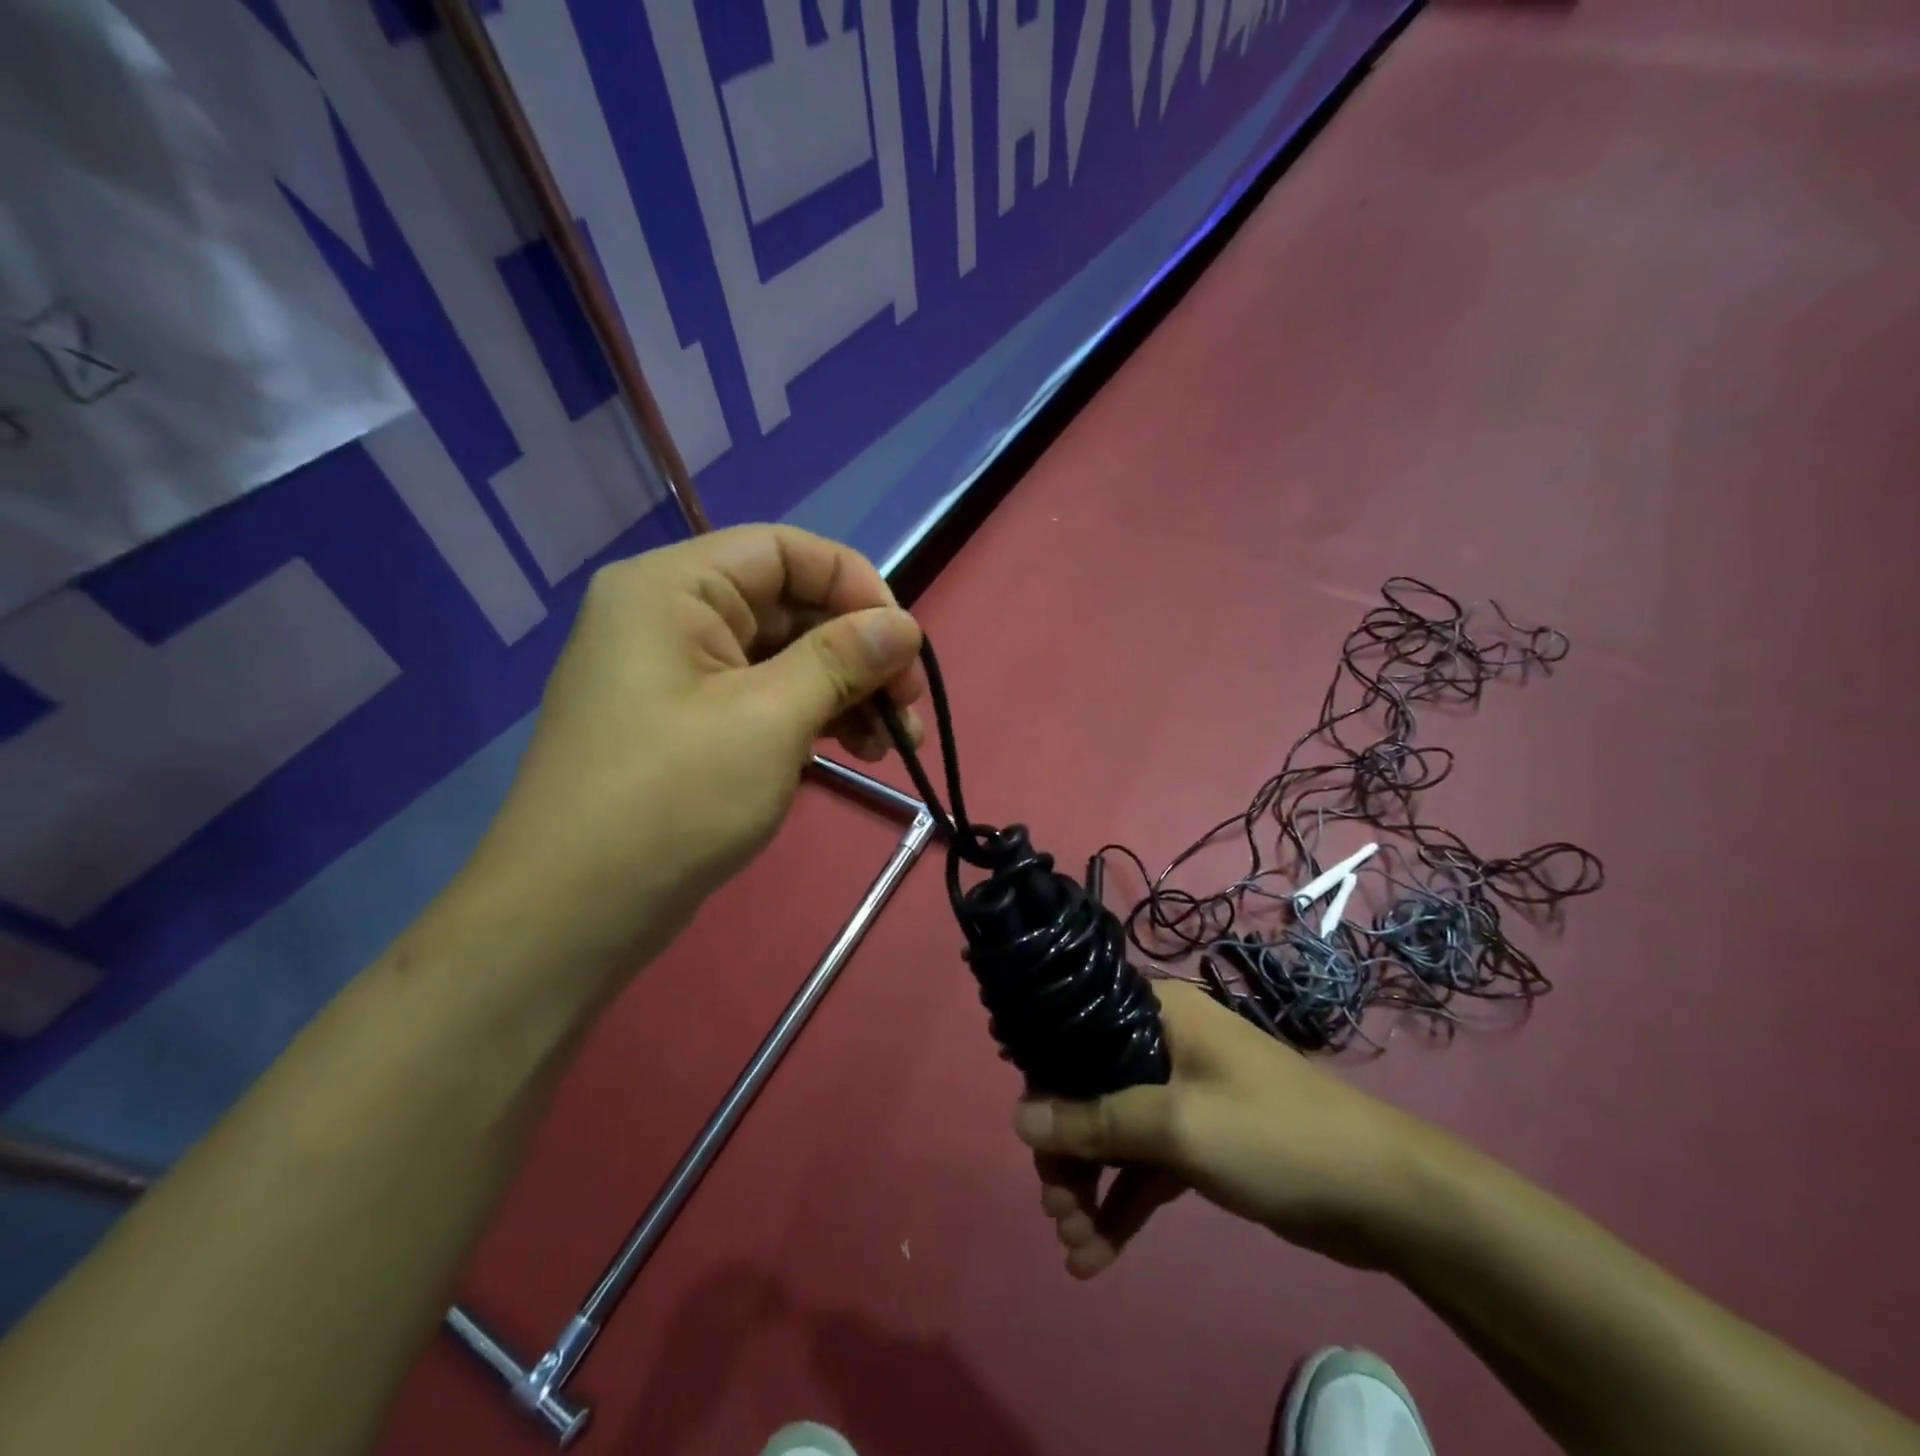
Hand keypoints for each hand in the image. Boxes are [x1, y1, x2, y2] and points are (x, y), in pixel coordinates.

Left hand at [463, 525, 925, 981]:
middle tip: (909, 707)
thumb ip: (842, 659)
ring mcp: (677, 674)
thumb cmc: (672, 799)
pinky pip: (763, 698)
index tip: (905, 642)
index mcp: (673, 588)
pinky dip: (813, 717)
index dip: (855, 585)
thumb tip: (904, 625)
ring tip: (893, 743)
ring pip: (783, 658)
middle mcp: (670, 616)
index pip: (784, 550)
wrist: (574, 913)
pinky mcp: (688, 723)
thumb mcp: (770, 719)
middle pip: (789, 606)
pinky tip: (853, 751)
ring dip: (845, 691)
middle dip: (859, 652)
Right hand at [1012, 980, 1445, 1277]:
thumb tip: (1018, 1118)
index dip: (1047, 1082)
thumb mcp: (1178, 1126)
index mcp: (1157, 1013)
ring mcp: (1182, 1094)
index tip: (1031, 1139)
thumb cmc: (1273, 1135)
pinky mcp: (1201, 1141)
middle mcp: (1163, 1043)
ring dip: (1091, 1187)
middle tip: (1056, 1212)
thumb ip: (1096, 1120)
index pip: (1077, 1033)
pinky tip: (1096, 1255)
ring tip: (1073, 1246)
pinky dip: (1122, 1204)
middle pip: (1091, 1091)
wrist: (1384, 1194)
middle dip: (1070, 1154)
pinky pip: (1146, 1166)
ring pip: (1116, 1134)